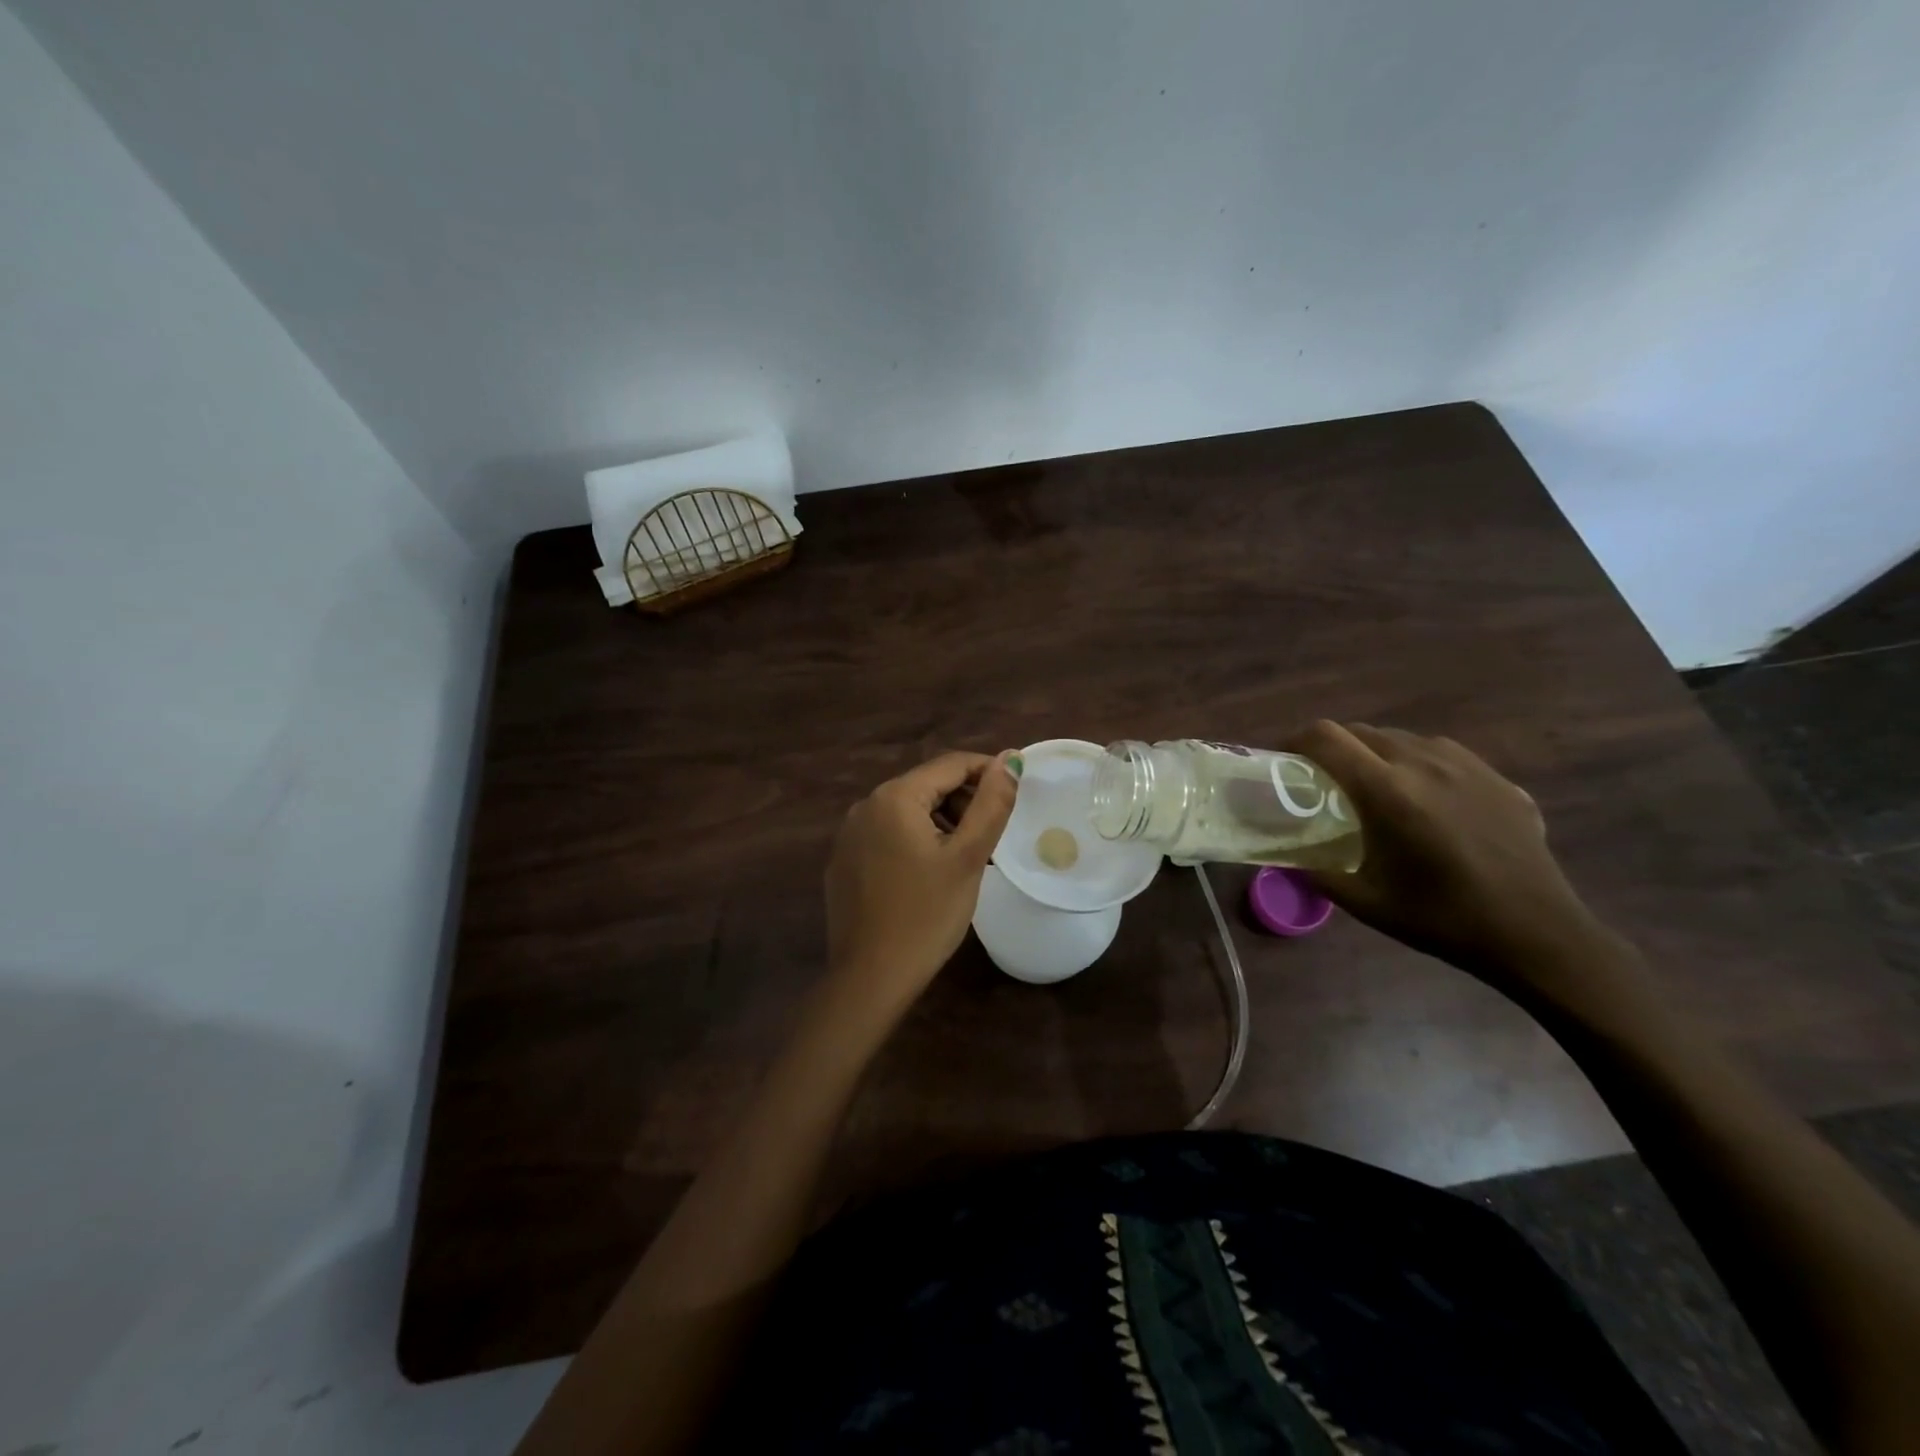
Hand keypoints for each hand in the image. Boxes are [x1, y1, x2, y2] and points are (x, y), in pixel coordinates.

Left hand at [824, 750, 1020, 1012]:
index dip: (988, 771)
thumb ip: (991, 804)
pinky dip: (915, 841)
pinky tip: (931, 874)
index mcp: (895, 797)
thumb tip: (1010, 759)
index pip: (950, 764)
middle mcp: (865, 806)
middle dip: (964, 800)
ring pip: (907, 811)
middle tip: (993, 834)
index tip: (1016, 790)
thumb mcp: (968, 858)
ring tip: (967, 856)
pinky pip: (887, 836)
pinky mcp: (843, 862)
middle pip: (926, 785)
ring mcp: (849, 835)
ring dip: (942, 822)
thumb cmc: (926, 915)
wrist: (870, 977)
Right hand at [1286, 721, 1612, 990]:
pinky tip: (1426, 801)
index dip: (1296, 740)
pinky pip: (1443, 754)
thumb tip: (1284, 856)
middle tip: (1324, 780)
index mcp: (1388, 791)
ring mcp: (1468, 766)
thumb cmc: (1443, 919)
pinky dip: (1418, 765)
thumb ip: (1316, 871)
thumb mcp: (1365, 902)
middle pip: (1362, 731)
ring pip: (1403, 739)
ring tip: (1375, 788)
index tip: (1284, 760)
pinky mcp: (1498, 778)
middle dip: (1334, 748)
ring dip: (1376, 754)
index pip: (1327, 737)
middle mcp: (1425, 763)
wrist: (1537, 935)